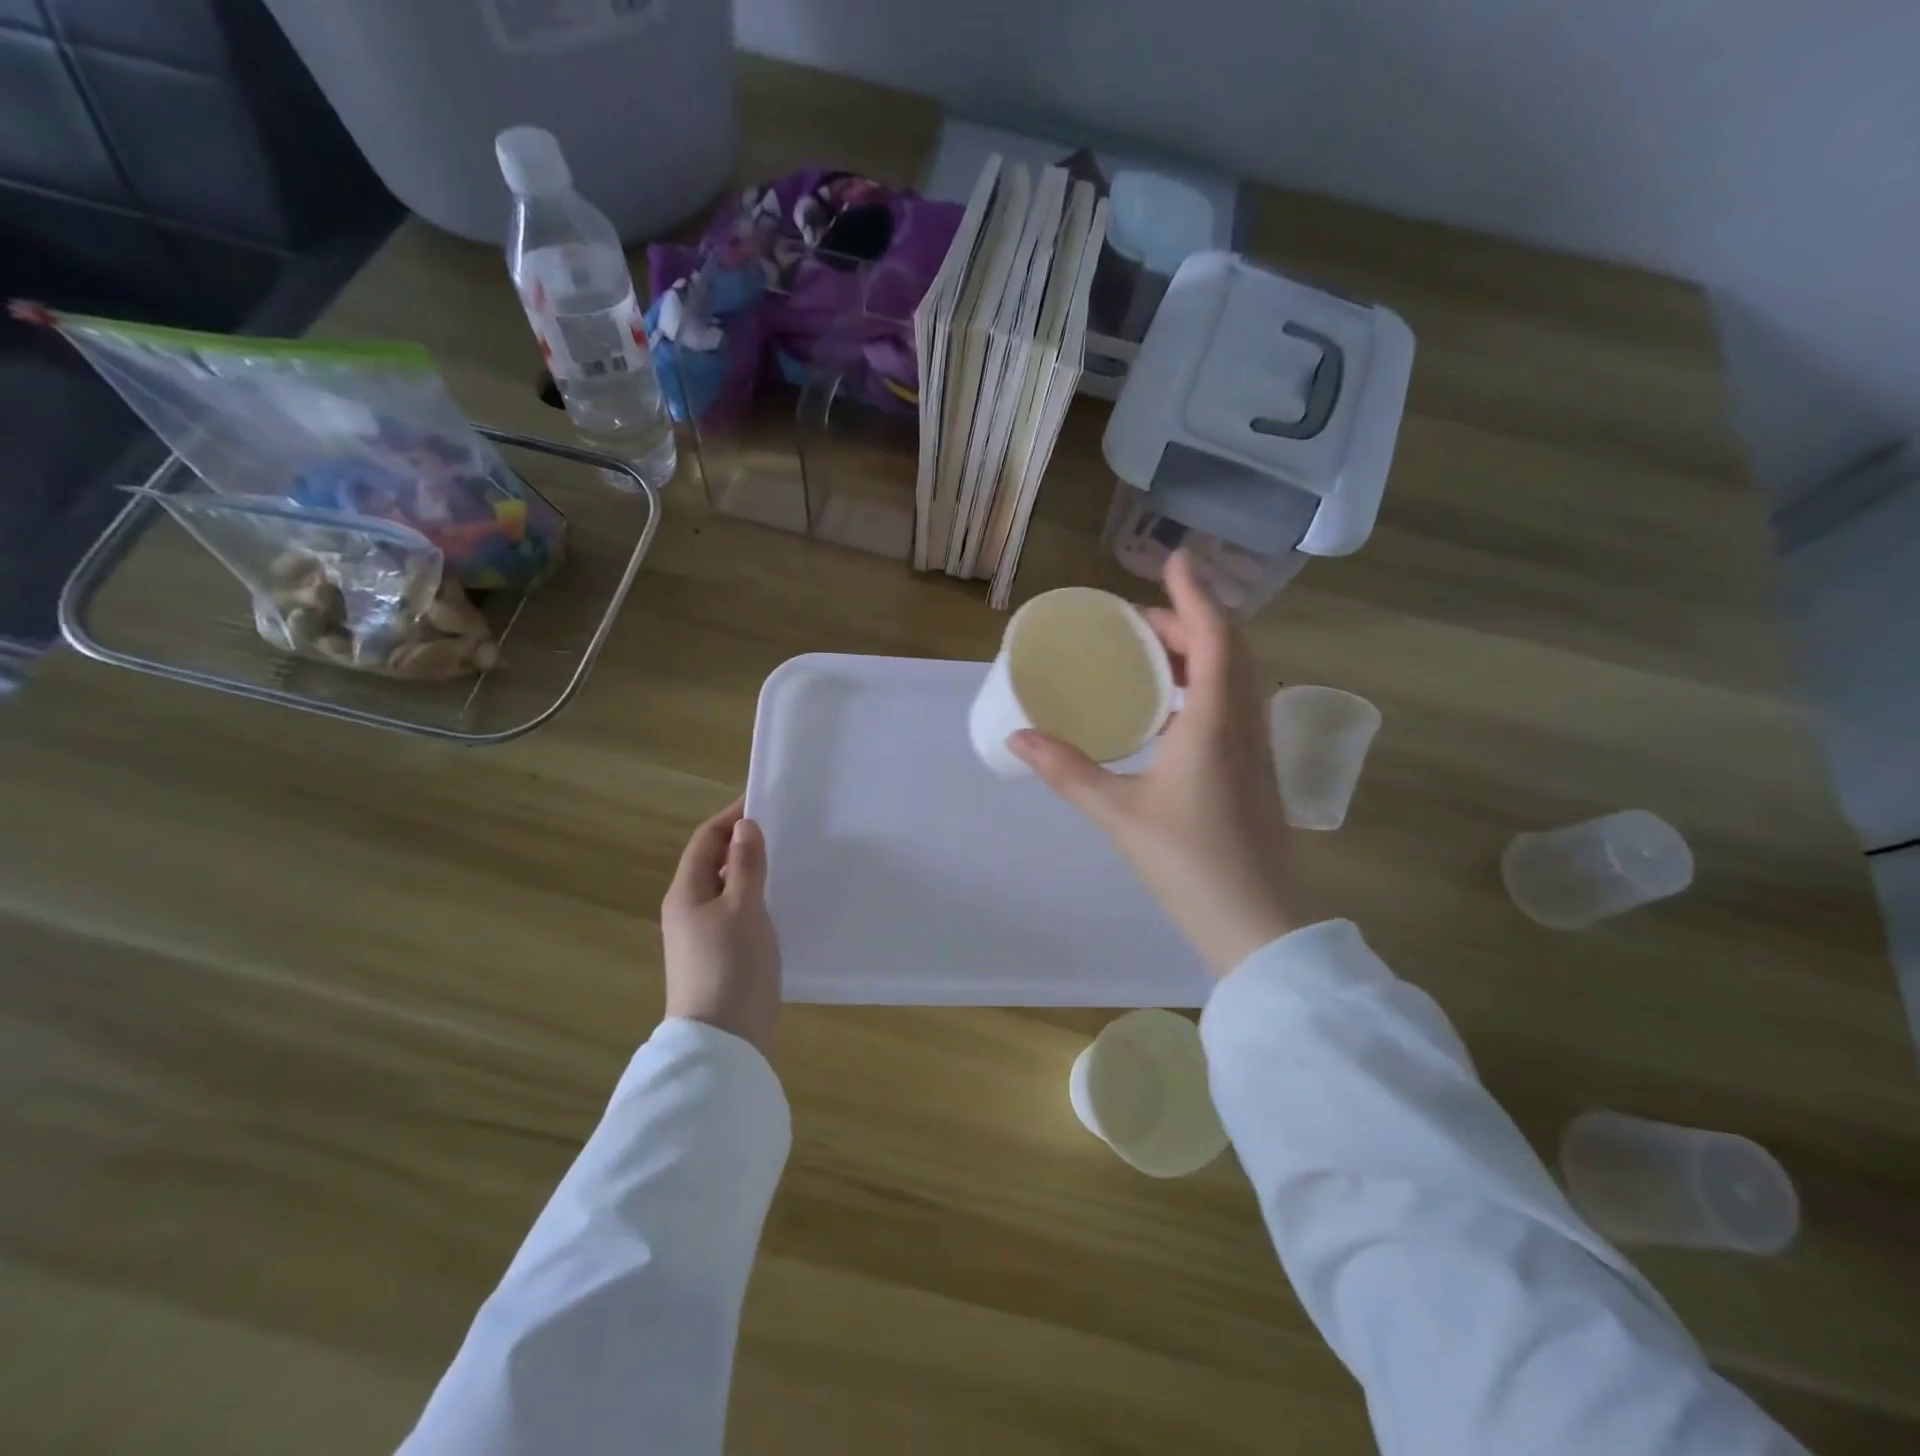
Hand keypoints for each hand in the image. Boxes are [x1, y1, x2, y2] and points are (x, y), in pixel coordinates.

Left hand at [661, 798, 780, 1052]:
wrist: (723, 1041)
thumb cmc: (732, 966)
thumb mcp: (744, 909)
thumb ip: (745, 866)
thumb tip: (744, 826)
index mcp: (686, 893)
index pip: (705, 840)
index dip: (731, 817)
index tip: (764, 800)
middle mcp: (687, 910)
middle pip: (713, 863)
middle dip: (743, 843)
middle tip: (783, 829)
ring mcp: (701, 936)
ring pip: (726, 890)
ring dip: (751, 872)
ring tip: (787, 860)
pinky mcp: (718, 957)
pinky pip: (735, 914)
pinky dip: (755, 899)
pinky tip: (781, 903)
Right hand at [1011, 551, 1299, 975]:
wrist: (1257, 923)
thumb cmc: (1188, 862)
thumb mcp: (1118, 813)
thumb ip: (1067, 771)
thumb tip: (1019, 738)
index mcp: (1215, 722)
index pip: (1215, 636)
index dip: (1195, 593)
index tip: (1176, 558)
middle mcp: (1244, 723)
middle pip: (1229, 648)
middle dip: (1189, 620)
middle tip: (1138, 618)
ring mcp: (1256, 748)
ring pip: (1237, 676)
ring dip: (1202, 650)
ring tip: (1152, 651)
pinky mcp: (1255, 770)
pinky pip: (1234, 703)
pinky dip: (1207, 683)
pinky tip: (1171, 707)